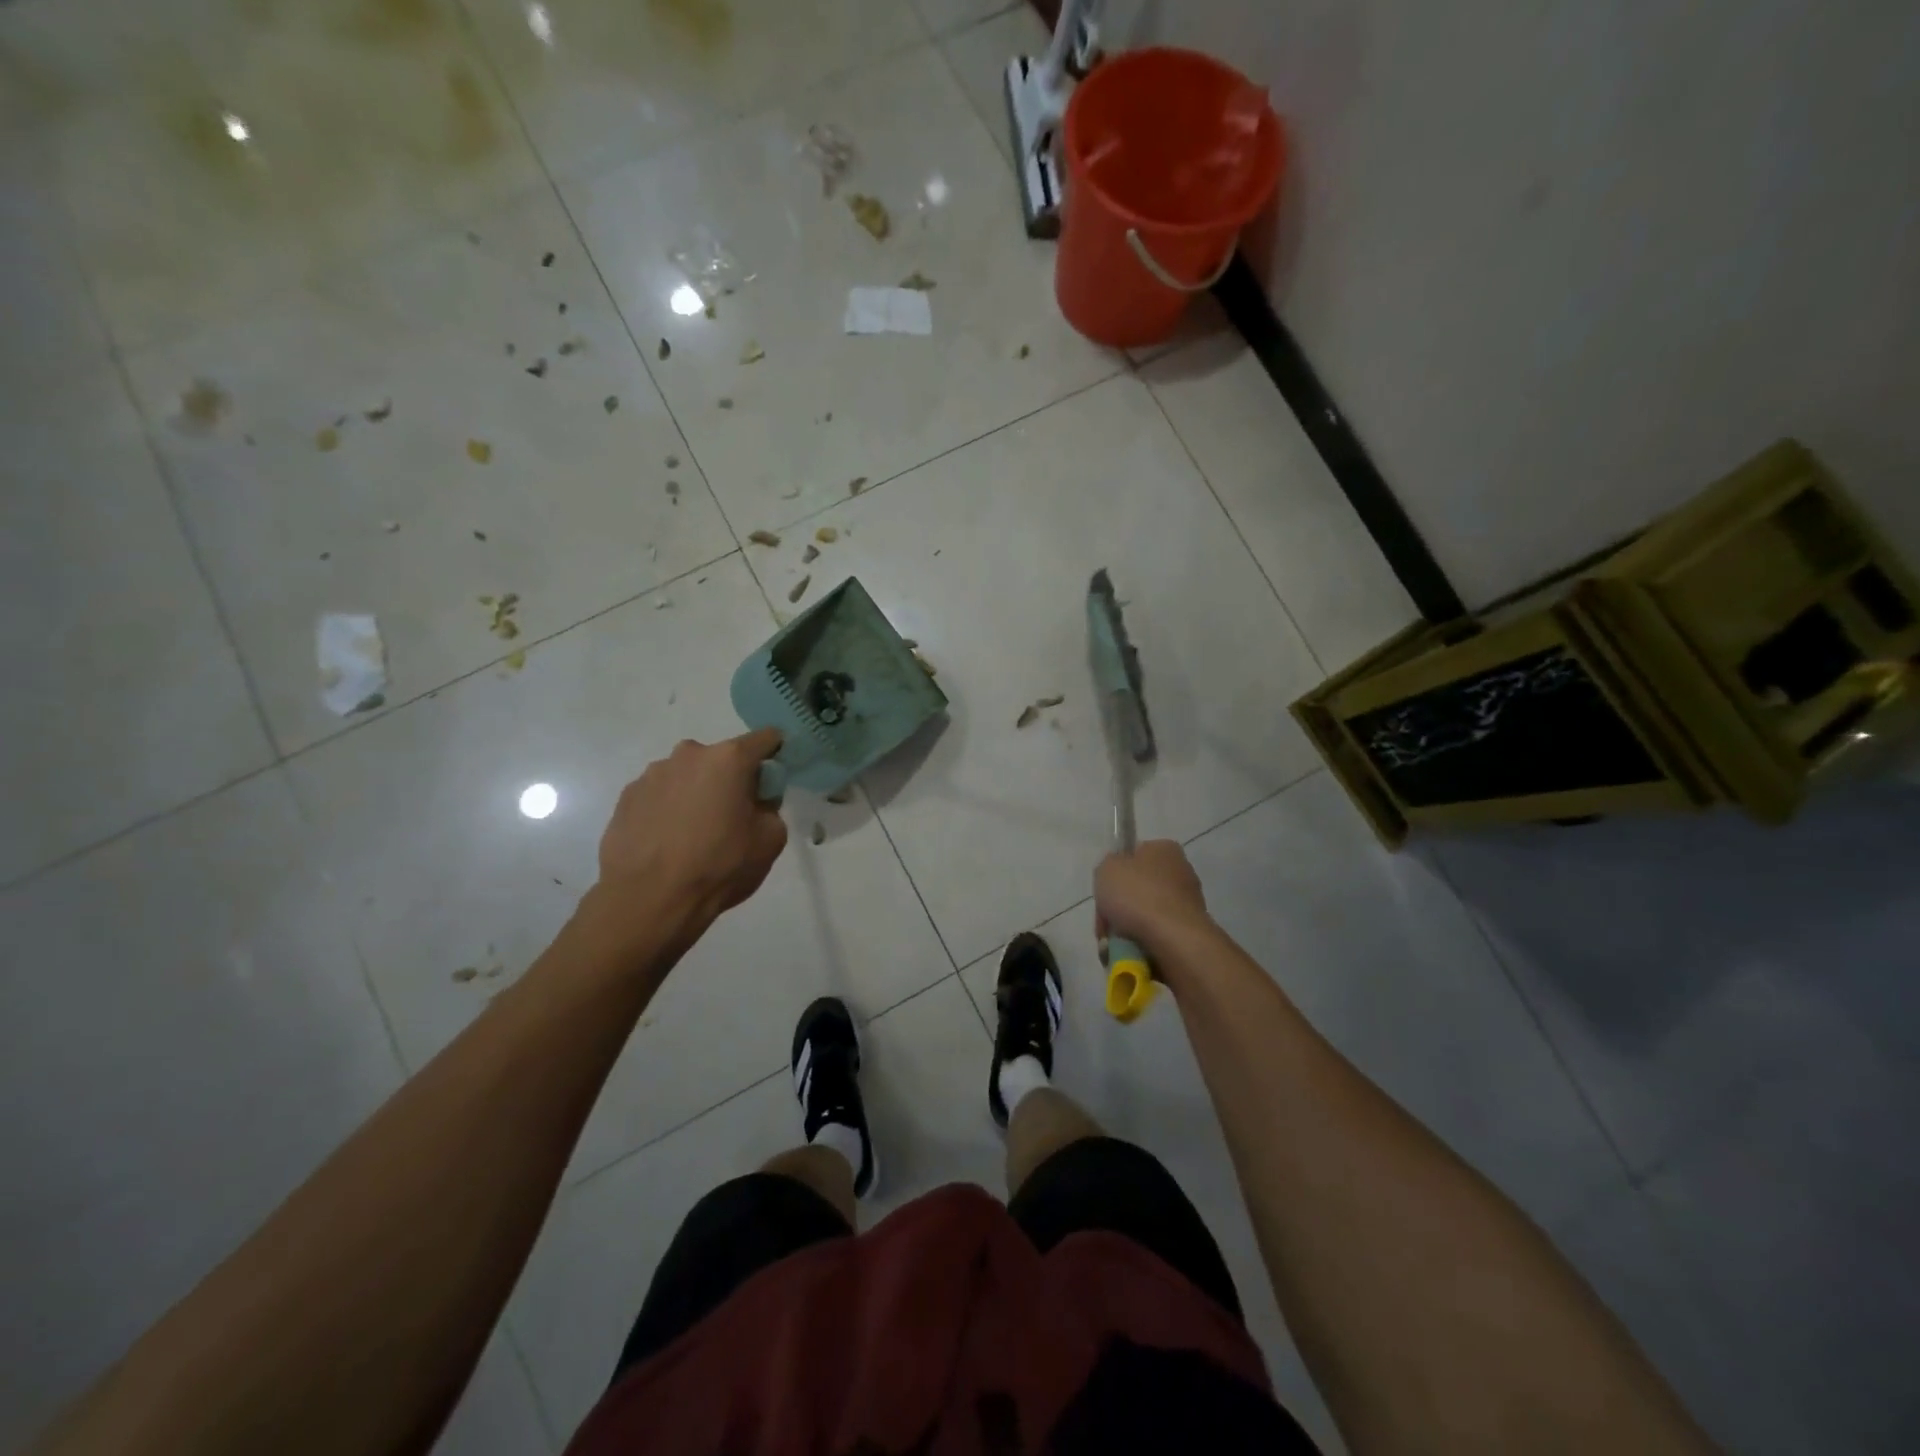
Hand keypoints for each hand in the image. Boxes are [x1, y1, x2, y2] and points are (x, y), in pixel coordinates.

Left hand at [595, 729, 788, 936]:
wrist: (648, 900)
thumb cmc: (719, 866)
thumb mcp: (770, 840)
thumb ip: (771, 809)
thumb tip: (756, 803)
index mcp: (729, 759)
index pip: (765, 739)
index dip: (776, 754)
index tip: (775, 778)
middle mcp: (689, 754)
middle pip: (722, 758)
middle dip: (731, 779)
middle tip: (732, 817)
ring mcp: (652, 774)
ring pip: (688, 776)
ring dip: (696, 793)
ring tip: (693, 835)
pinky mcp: (627, 796)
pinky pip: (660, 795)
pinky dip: (668, 809)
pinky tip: (667, 842)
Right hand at [1095, 840, 1211, 959]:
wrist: (1173, 940)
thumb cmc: (1137, 895)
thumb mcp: (1106, 869)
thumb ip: (1107, 867)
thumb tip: (1116, 878)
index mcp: (1164, 850)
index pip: (1133, 856)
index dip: (1115, 874)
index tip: (1104, 892)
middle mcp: (1181, 873)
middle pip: (1136, 891)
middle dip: (1118, 910)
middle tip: (1106, 924)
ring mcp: (1188, 904)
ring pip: (1144, 917)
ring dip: (1126, 931)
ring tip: (1114, 945)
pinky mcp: (1190, 933)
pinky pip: (1156, 937)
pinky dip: (1141, 946)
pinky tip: (1130, 954)